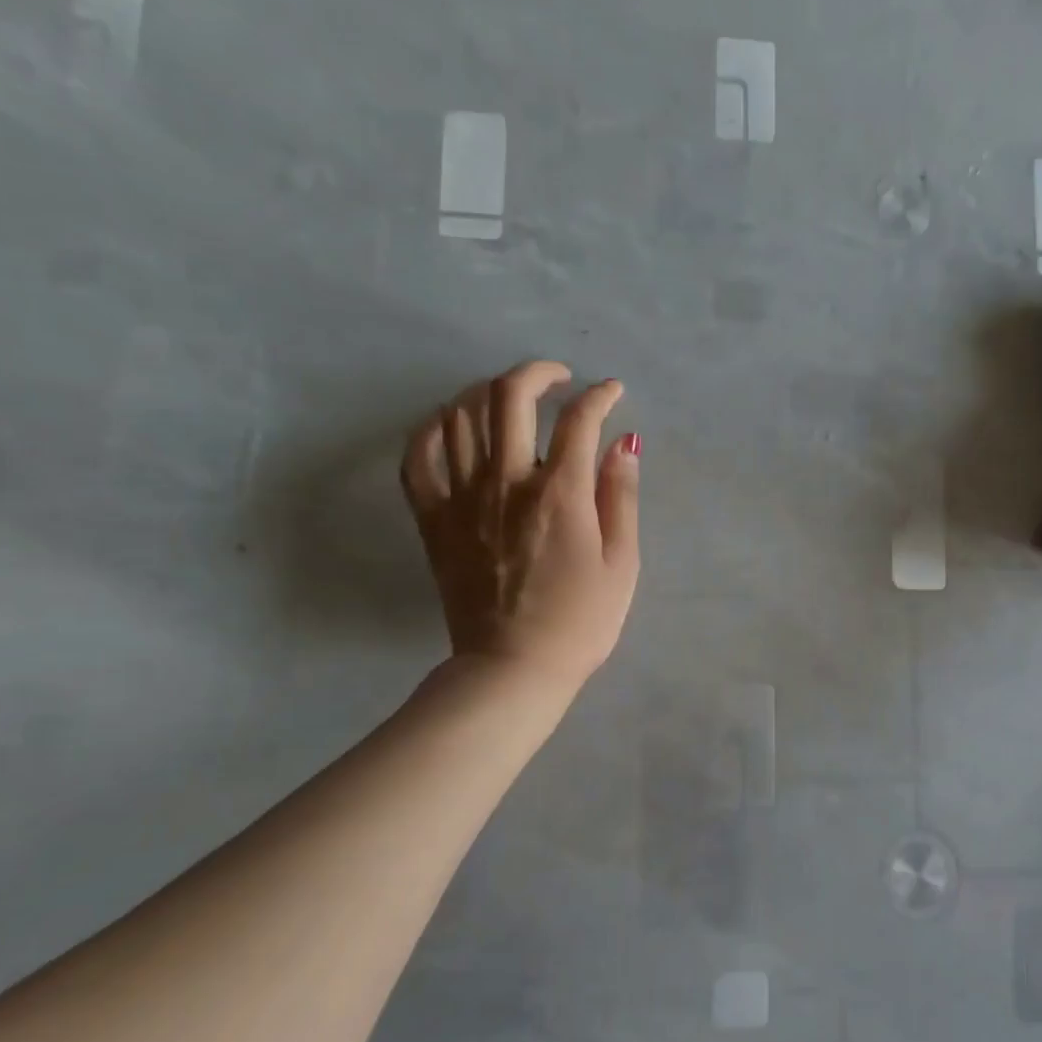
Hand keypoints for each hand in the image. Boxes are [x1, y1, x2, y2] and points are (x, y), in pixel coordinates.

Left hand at [401, 361, 640, 689]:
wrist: (514, 668)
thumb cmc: (580, 621)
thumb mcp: (622, 562)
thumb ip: (620, 495)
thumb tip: (624, 442)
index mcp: (559, 493)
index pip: (579, 418)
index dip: (600, 395)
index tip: (612, 393)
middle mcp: (506, 481)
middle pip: (509, 396)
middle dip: (538, 372)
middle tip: (558, 379)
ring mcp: (462, 498)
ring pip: (460, 414)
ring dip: (487, 392)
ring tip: (509, 399)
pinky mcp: (433, 519)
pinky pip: (417, 456)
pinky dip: (432, 428)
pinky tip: (450, 424)